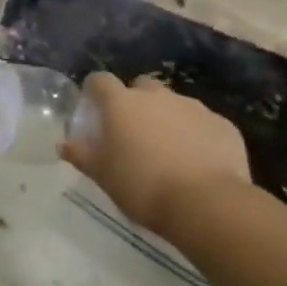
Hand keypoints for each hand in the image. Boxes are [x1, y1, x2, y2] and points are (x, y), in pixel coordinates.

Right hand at [61, 74, 251, 237]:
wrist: (208, 205)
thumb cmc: (143, 186)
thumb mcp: (103, 175)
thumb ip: (82, 155)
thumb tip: (63, 144)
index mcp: (121, 103)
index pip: (100, 80)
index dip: (95, 91)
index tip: (94, 107)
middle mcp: (156, 96)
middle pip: (141, 86)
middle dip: (136, 102)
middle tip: (134, 131)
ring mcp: (193, 107)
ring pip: (174, 103)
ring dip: (167, 118)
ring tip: (169, 150)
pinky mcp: (223, 125)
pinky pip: (203, 123)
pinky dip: (197, 134)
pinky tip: (199, 160)